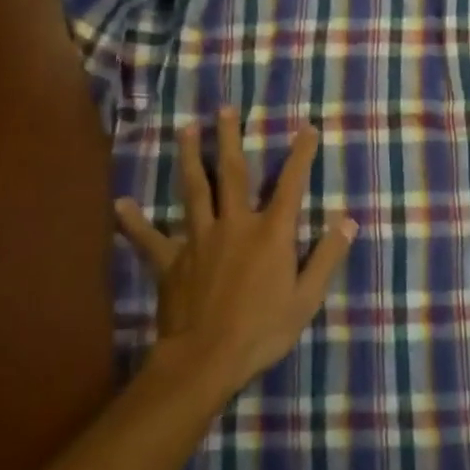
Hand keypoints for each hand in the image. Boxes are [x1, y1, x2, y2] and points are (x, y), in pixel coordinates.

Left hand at [114, 108, 357, 399]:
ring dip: (189, 158)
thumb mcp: (307, 298)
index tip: (307, 128)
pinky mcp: (171, 261)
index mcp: (270, 233)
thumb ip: (327, 256)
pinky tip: (121, 205)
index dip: (301, 155)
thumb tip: (349, 220)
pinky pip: (150, 238)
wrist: (205, 359)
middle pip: (232, 174)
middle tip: (224, 109)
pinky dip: (134, 222)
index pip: (291, 185)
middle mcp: (234, 224)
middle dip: (229, 139)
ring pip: (193, 191)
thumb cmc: (262, 330)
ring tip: (185, 129)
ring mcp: (199, 240)